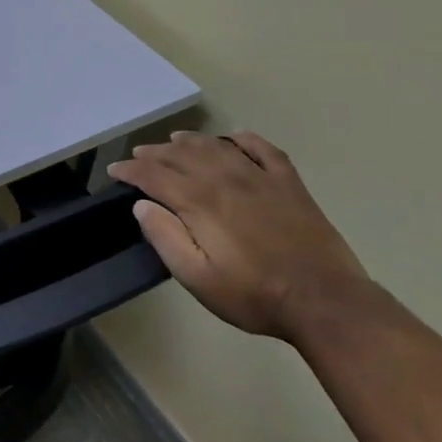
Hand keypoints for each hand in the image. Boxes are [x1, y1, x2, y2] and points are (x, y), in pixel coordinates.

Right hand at [107, 131, 371, 341]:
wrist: (326, 303)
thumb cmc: (254, 295)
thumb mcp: (197, 277)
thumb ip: (165, 238)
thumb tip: (142, 205)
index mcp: (199, 201)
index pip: (154, 175)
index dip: (130, 170)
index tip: (115, 171)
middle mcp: (226, 179)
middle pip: (181, 155)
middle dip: (154, 153)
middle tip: (138, 156)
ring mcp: (261, 179)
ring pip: (217, 146)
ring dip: (190, 141)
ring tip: (174, 141)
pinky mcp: (290, 185)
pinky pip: (264, 150)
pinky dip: (246, 139)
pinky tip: (234, 138)